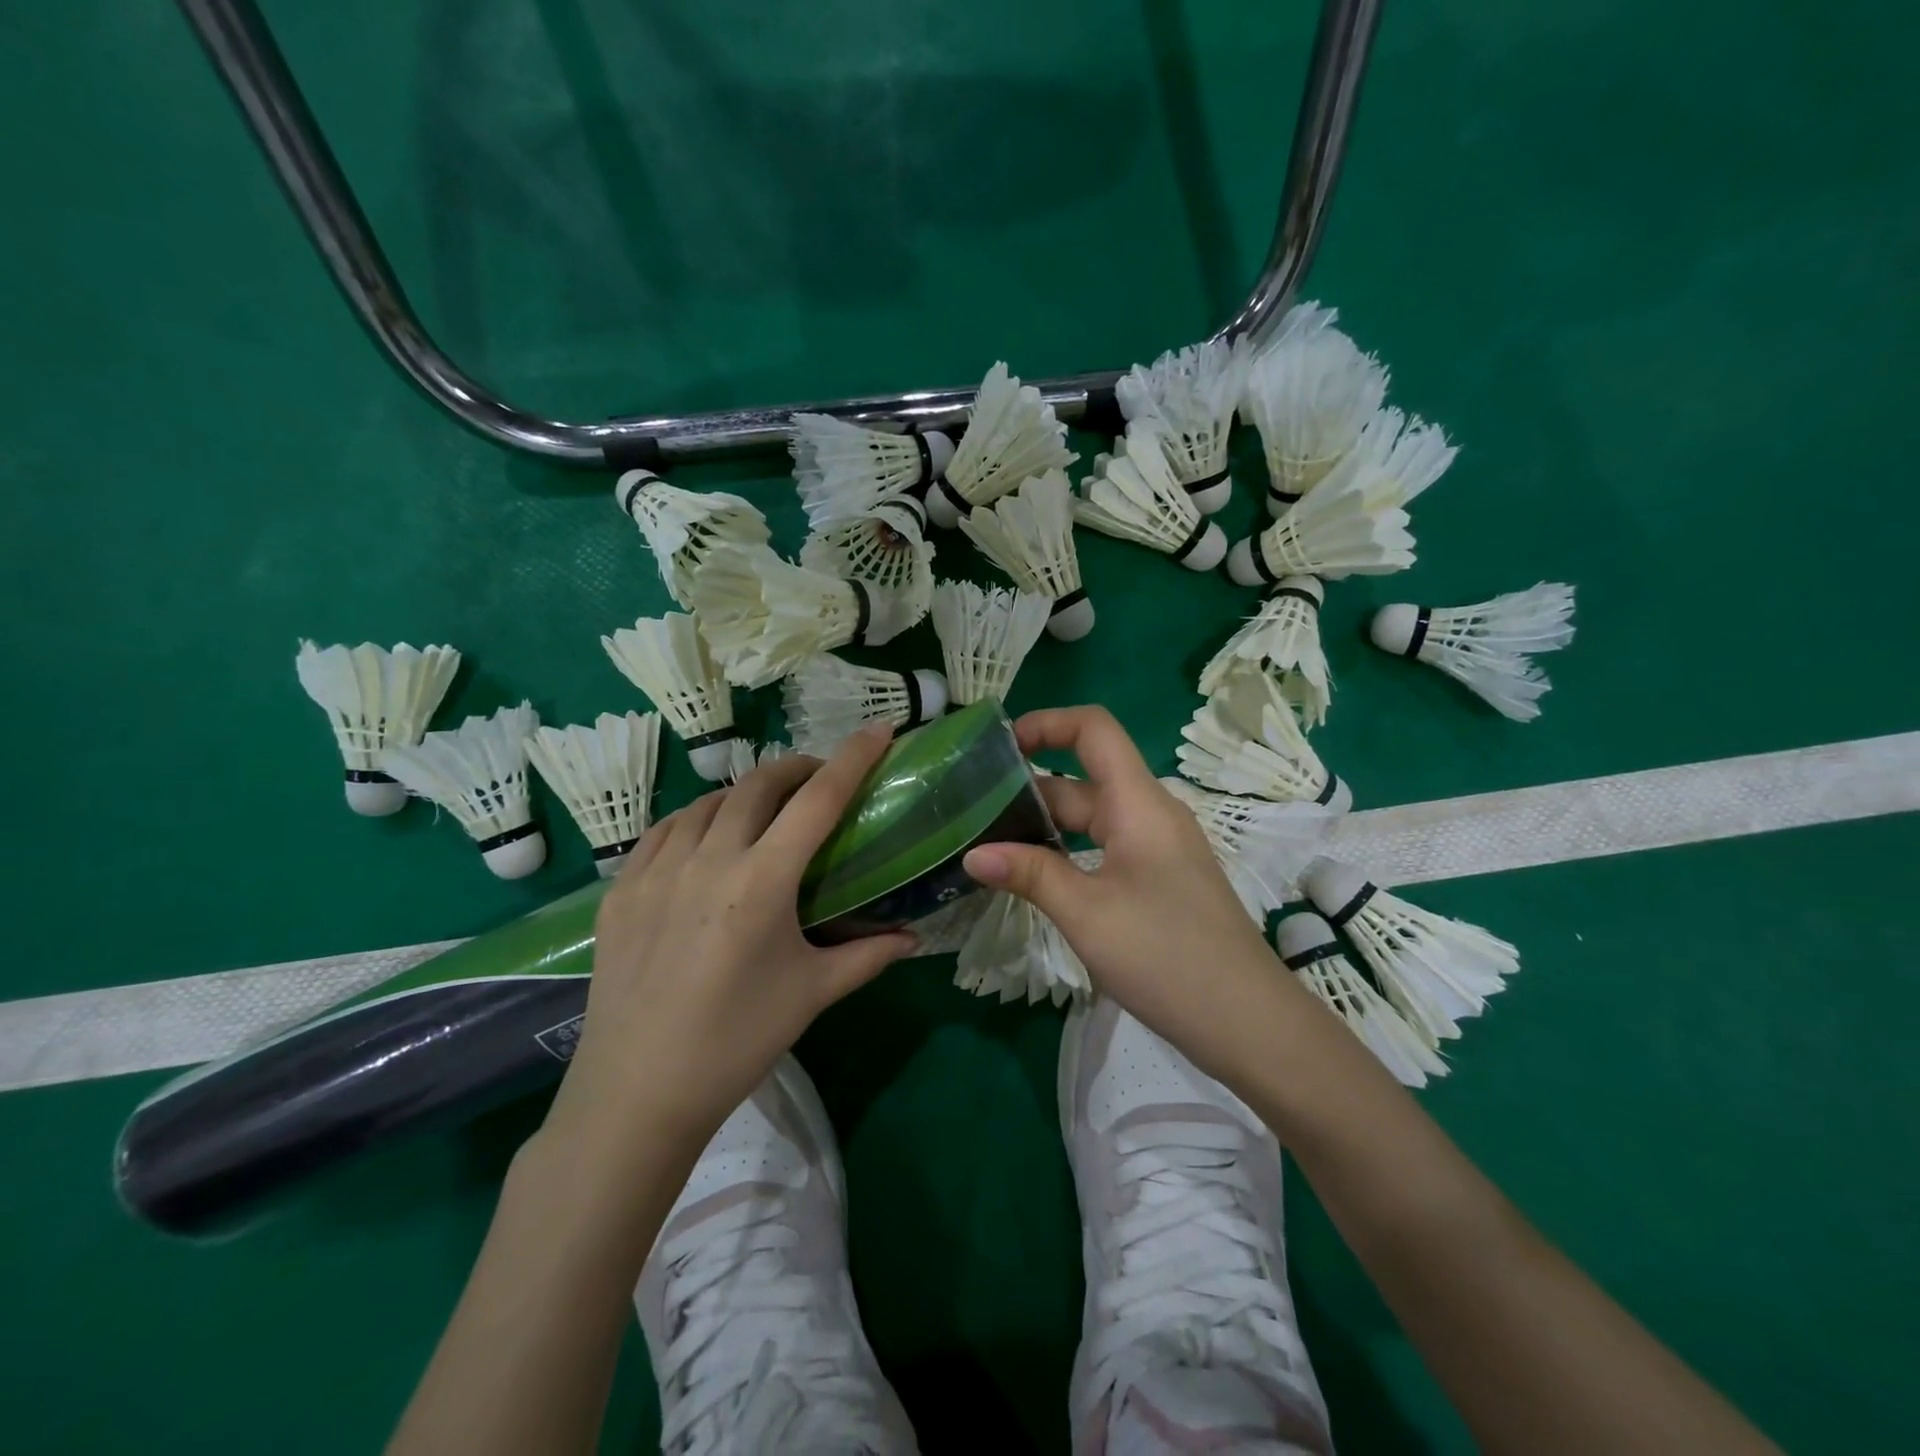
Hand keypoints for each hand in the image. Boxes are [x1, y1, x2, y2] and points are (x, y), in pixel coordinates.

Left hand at [545, 726, 917, 1155]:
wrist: (637, 1093)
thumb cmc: (737, 1041)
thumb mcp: (812, 994)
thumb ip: (868, 956)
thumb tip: (914, 939)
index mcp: (762, 882)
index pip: (818, 800)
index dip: (853, 758)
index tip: (879, 729)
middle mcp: (708, 860)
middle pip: (759, 785)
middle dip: (797, 769)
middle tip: (818, 781)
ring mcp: (655, 871)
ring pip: (708, 802)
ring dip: (745, 795)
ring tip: (764, 813)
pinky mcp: (619, 889)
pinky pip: (664, 831)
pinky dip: (697, 820)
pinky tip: (705, 840)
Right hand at [962, 706, 1299, 1071]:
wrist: (1247, 1022)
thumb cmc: (1165, 955)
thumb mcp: (1086, 913)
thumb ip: (1029, 875)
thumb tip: (972, 855)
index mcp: (1138, 803)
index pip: (1093, 729)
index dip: (1046, 722)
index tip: (999, 746)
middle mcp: (1149, 814)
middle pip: (1084, 778)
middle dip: (1029, 785)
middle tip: (972, 807)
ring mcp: (1157, 849)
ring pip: (1092, 818)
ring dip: (1044, 825)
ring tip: (988, 841)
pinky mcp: (1159, 880)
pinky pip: (1104, 848)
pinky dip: (1066, 853)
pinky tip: (1033, 878)